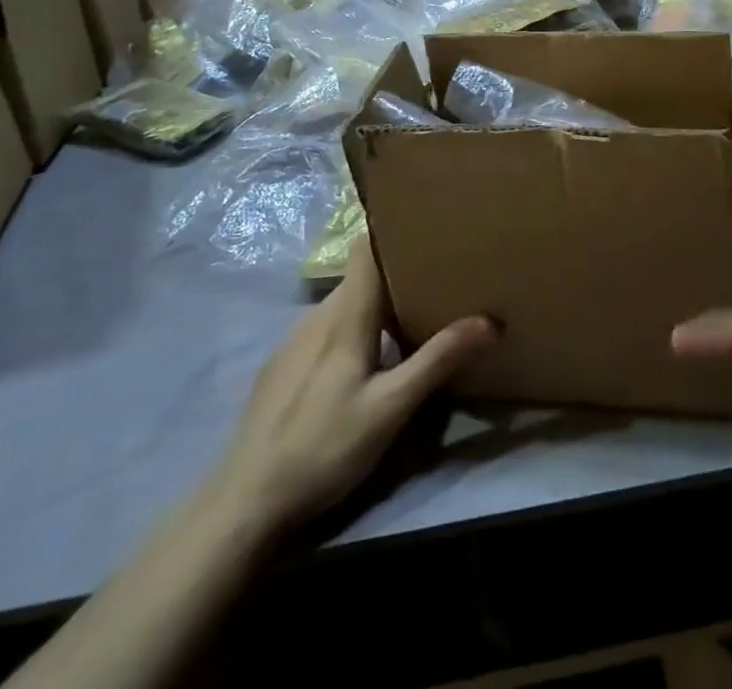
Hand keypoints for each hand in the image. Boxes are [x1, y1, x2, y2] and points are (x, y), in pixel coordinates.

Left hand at [206, 240, 494, 530]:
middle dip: (396, 272)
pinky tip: (365, 360)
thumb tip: (489, 320)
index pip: (365, 248)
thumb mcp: (390, 408)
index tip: (426, 227)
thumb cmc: (324, 447)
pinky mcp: (282, 366)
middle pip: (360, 277)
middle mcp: (317, 315)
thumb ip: (437, 360)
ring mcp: (294, 340)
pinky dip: (352, 328)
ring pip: (343, 304)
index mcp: (345, 314)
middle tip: (437, 278)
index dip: (392, 232)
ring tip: (410, 315)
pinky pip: (325, 328)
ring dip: (374, 303)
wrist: (243, 503)